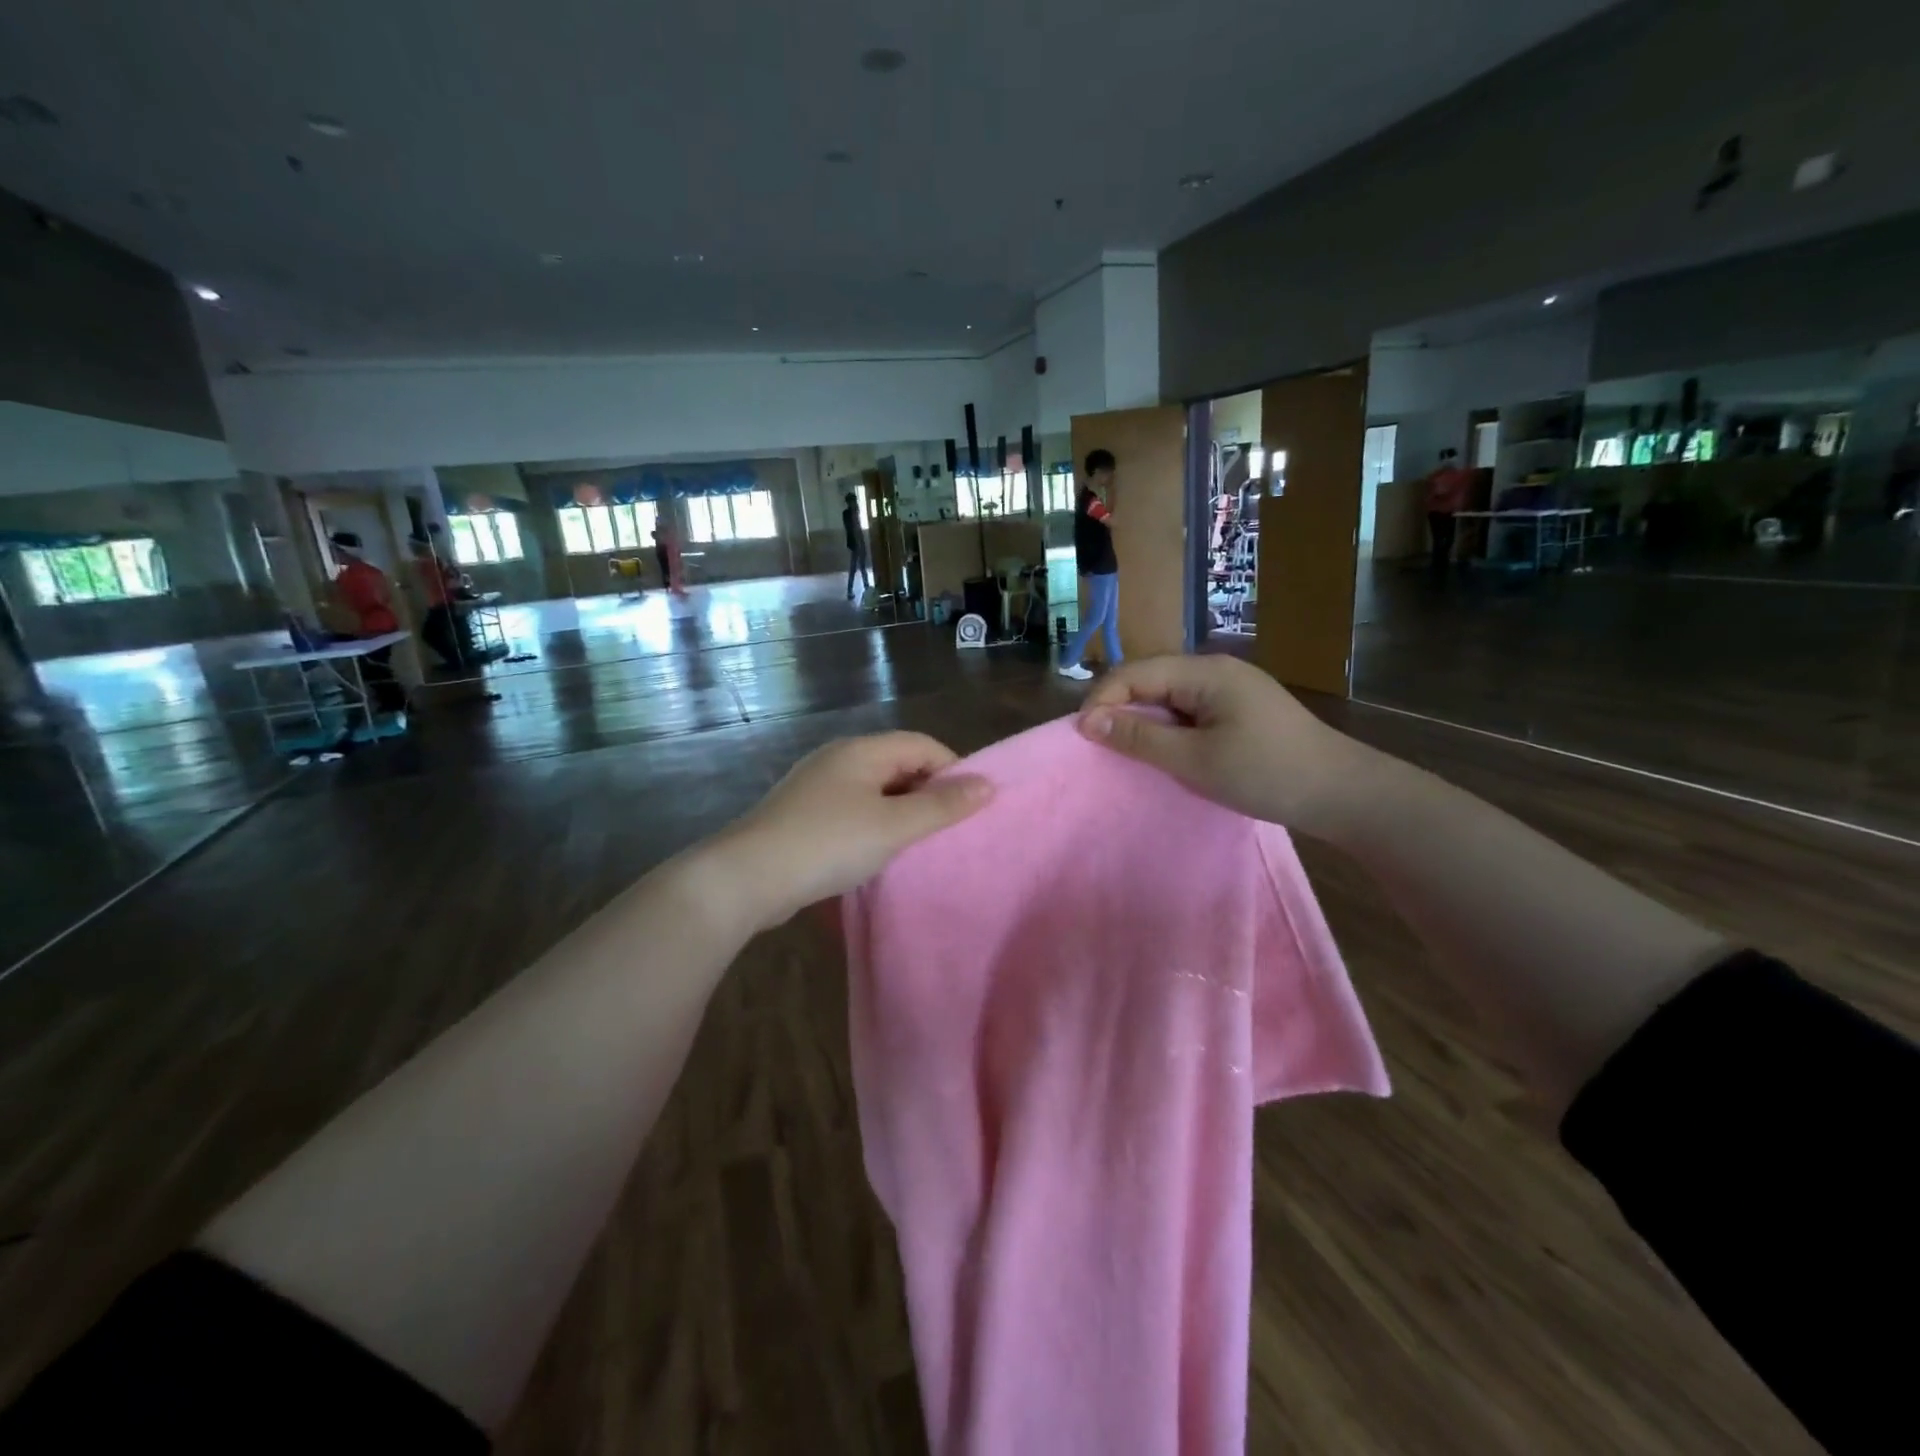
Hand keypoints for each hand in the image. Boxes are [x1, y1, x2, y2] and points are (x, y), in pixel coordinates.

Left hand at [717, 733, 992, 927]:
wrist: (748, 877)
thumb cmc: (829, 843)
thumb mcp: (894, 826)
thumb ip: (942, 806)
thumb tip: (988, 784)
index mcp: (862, 750)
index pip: (921, 745)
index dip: (952, 769)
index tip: (970, 806)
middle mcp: (838, 758)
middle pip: (897, 764)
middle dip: (926, 792)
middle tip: (947, 829)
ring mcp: (815, 785)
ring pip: (874, 789)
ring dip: (899, 811)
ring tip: (916, 844)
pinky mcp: (801, 813)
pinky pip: (851, 809)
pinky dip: (872, 824)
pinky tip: (875, 852)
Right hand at [1077, 655, 1380, 841]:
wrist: (1342, 793)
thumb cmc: (1266, 773)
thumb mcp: (1194, 759)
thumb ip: (1139, 738)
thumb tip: (1088, 721)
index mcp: (1205, 671)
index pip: (1135, 672)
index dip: (1102, 699)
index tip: (1081, 736)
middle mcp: (1215, 669)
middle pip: (1150, 679)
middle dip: (1119, 708)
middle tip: (1098, 745)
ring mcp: (1230, 687)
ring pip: (1168, 695)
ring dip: (1142, 719)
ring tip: (1124, 750)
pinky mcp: (1239, 707)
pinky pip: (1188, 709)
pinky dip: (1167, 727)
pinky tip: (1163, 749)